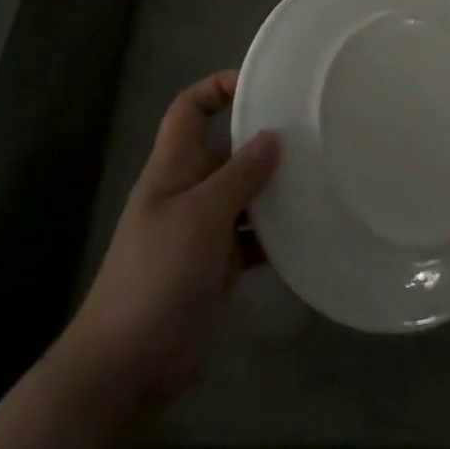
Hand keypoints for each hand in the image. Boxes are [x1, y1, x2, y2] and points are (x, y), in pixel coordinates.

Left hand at [63, 70, 280, 407]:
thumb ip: (238, 175)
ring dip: (276, 186)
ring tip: (321, 174)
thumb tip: (272, 137)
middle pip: (227, 148)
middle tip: (312, 130)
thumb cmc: (157, 276)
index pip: (190, 109)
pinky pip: (254, 234)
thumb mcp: (200, 217)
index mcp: (173, 168)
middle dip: (263, 137)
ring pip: (245, 192)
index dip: (218, 87)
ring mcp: (204, 229)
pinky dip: (277, 231)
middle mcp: (189, 190)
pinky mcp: (218, 263)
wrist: (128, 364)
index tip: (263, 84)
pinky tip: (310, 228)